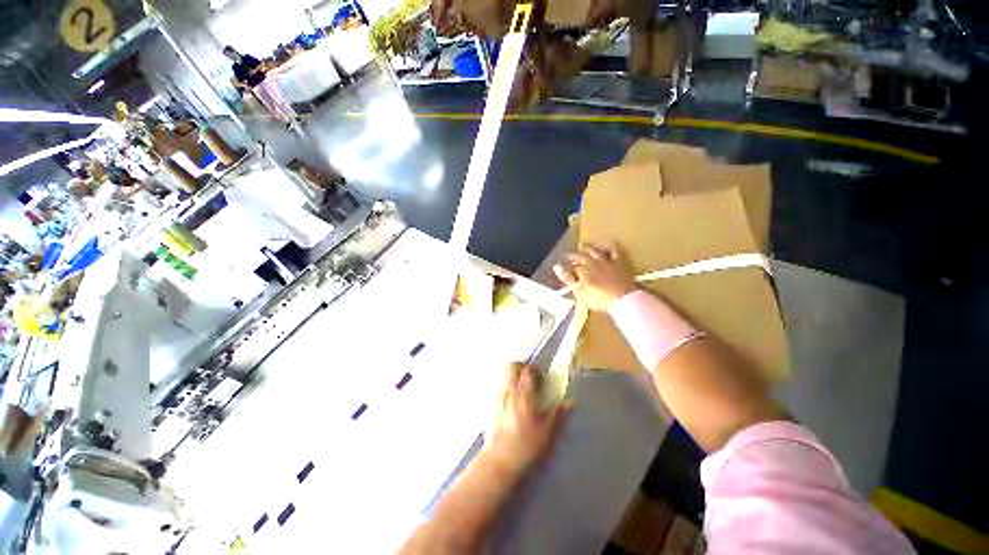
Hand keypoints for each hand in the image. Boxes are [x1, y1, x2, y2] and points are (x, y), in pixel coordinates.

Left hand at [485, 363, 567, 472]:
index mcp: (524, 394)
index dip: (535, 368)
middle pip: (511, 366)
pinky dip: (507, 385)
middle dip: (521, 365)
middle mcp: (509, 391)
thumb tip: (569, 403)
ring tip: (522, 387)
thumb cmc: (526, 444)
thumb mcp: (547, 431)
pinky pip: (500, 386)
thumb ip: (558, 414)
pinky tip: (513, 399)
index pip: (528, 371)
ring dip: (513, 375)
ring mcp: (499, 397)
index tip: (542, 373)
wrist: (501, 459)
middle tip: (530, 375)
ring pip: (504, 375)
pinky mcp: (493, 405)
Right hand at [553, 244, 635, 311]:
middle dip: (574, 255)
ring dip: (588, 248)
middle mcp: (593, 262)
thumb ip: (567, 279)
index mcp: (582, 270)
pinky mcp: (620, 262)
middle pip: (581, 256)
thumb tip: (556, 267)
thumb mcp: (579, 292)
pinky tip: (611, 241)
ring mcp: (607, 261)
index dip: (565, 266)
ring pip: (595, 251)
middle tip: (569, 255)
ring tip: (584, 246)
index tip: (560, 266)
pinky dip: (611, 245)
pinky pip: (615, 250)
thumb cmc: (599, 299)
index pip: (570, 266)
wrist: (624, 299)